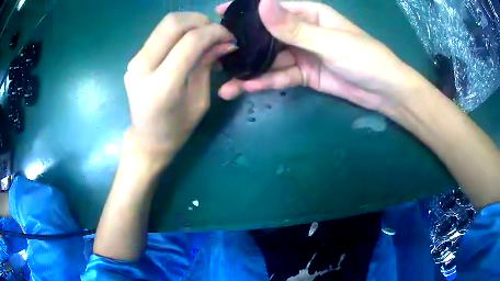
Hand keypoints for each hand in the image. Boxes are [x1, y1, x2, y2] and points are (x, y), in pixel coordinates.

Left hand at [124, 12, 235, 150]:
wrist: (146, 139)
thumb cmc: (176, 129)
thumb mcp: (200, 101)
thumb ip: (207, 66)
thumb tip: (224, 43)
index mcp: (162, 85)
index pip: (190, 41)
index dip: (214, 32)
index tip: (229, 38)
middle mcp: (143, 68)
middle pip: (173, 23)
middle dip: (201, 21)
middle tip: (216, 33)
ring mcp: (134, 61)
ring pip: (165, 24)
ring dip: (190, 23)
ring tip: (205, 36)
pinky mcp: (134, 59)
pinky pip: (159, 34)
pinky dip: (179, 31)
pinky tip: (189, 42)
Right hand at [216, 0, 426, 113]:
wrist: (384, 91)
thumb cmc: (365, 58)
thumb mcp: (330, 41)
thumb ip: (295, 27)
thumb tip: (262, 4)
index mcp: (309, 14)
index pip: (273, 7)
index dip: (246, 9)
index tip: (220, 14)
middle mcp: (302, 31)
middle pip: (266, 34)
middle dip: (242, 44)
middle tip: (215, 55)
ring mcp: (302, 53)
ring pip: (270, 59)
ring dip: (250, 71)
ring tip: (225, 83)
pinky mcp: (305, 74)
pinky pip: (281, 76)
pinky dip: (266, 82)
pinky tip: (248, 88)